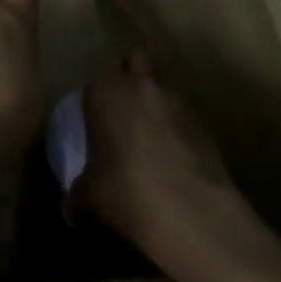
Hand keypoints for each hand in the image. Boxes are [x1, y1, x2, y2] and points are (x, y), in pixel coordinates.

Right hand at [70, 53, 268, 274]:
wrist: (196, 218)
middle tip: (123, 116)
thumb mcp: (89, 197)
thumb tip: (71, 209)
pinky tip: (176, 165)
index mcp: (106, 93)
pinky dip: (181, 135)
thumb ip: (77, 194)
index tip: (93, 126)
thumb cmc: (127, 193)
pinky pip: (186, 122)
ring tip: (153, 144)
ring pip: (165, 91)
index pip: (94, 85)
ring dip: (158, 108)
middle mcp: (142, 88)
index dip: (94, 103)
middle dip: (131, 82)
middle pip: (136, 63)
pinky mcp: (209, 129)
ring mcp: (180, 105)